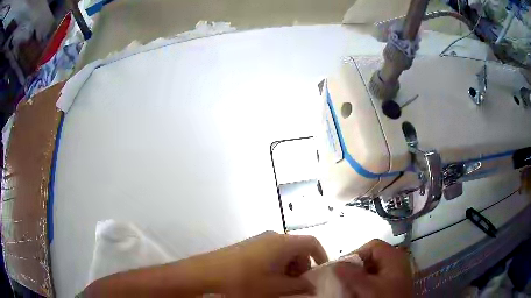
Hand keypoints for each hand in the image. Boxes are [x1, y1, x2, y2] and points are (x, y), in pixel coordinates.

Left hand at [204, 231, 327, 296]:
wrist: (207, 273)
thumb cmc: (246, 280)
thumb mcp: (276, 287)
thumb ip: (299, 286)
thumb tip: (312, 286)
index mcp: (283, 243)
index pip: (312, 242)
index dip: (321, 255)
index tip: (321, 272)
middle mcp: (273, 236)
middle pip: (298, 247)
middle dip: (303, 266)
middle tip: (299, 284)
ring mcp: (259, 240)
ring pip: (284, 251)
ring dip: (289, 267)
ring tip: (283, 285)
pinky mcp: (249, 245)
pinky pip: (271, 252)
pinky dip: (277, 265)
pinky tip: (268, 280)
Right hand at [334, 239, 412, 296]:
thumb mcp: (368, 287)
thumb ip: (351, 274)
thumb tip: (334, 264)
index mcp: (394, 257)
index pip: (372, 246)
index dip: (355, 254)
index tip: (341, 268)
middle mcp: (396, 262)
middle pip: (371, 258)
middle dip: (355, 268)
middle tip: (343, 280)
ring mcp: (395, 274)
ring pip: (372, 270)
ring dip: (358, 278)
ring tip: (349, 287)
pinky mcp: (391, 285)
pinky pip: (375, 280)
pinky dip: (365, 284)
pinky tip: (358, 292)